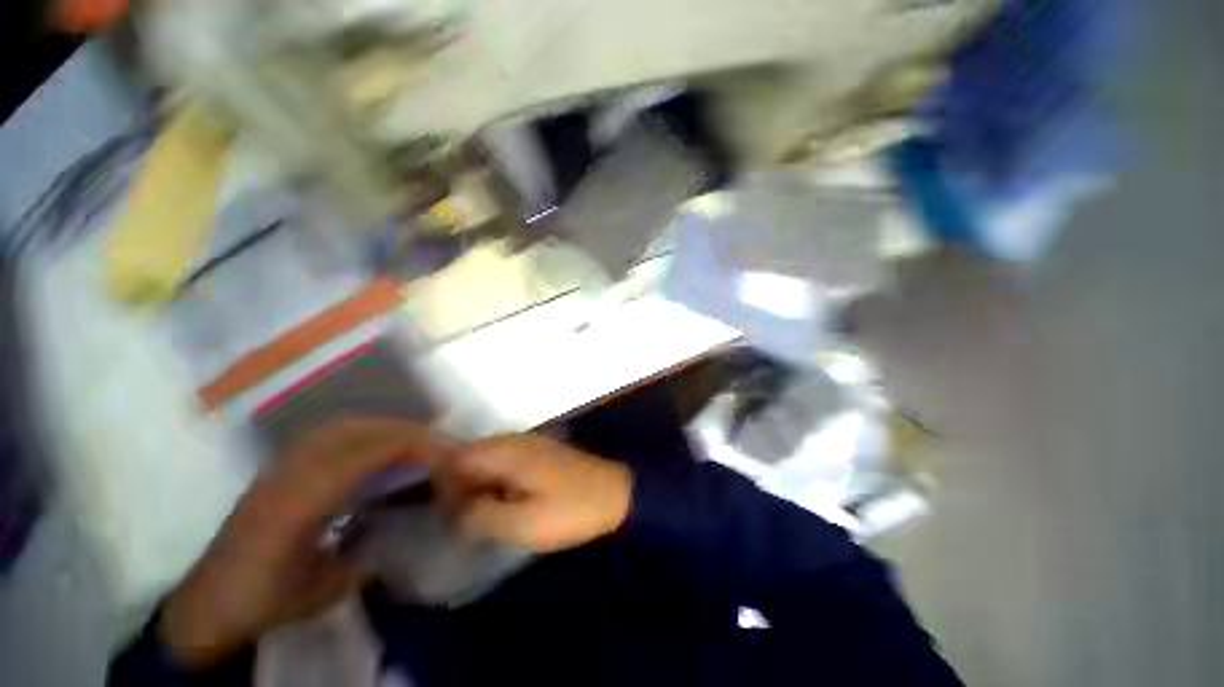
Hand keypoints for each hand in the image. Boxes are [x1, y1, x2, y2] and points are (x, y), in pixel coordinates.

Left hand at [159, 419, 452, 668]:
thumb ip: (369, 555)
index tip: (447, 456)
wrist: (207, 604)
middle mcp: (291, 472)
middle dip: (406, 433)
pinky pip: (332, 434)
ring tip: (417, 444)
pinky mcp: (281, 466)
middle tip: (440, 446)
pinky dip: (366, 433)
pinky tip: (380, 450)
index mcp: (300, 502)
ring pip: (346, 426)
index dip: (411, 448)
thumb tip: (409, 525)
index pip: (366, 454)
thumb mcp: (324, 591)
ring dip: (388, 428)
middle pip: (359, 430)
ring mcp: (283, 464)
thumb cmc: (265, 601)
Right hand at [435, 434, 632, 552]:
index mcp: (506, 452)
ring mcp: (529, 444)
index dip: (445, 486)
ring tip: (489, 516)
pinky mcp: (540, 453)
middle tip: (471, 521)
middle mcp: (514, 440)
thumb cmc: (570, 510)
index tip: (452, 516)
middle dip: (460, 488)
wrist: (615, 493)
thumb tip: (455, 510)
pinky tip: (508, 504)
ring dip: (480, 487)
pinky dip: (497, 483)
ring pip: (487, 461)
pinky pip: (505, 463)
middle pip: (469, 457)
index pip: (455, 458)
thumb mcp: (521, 524)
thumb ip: (479, 516)